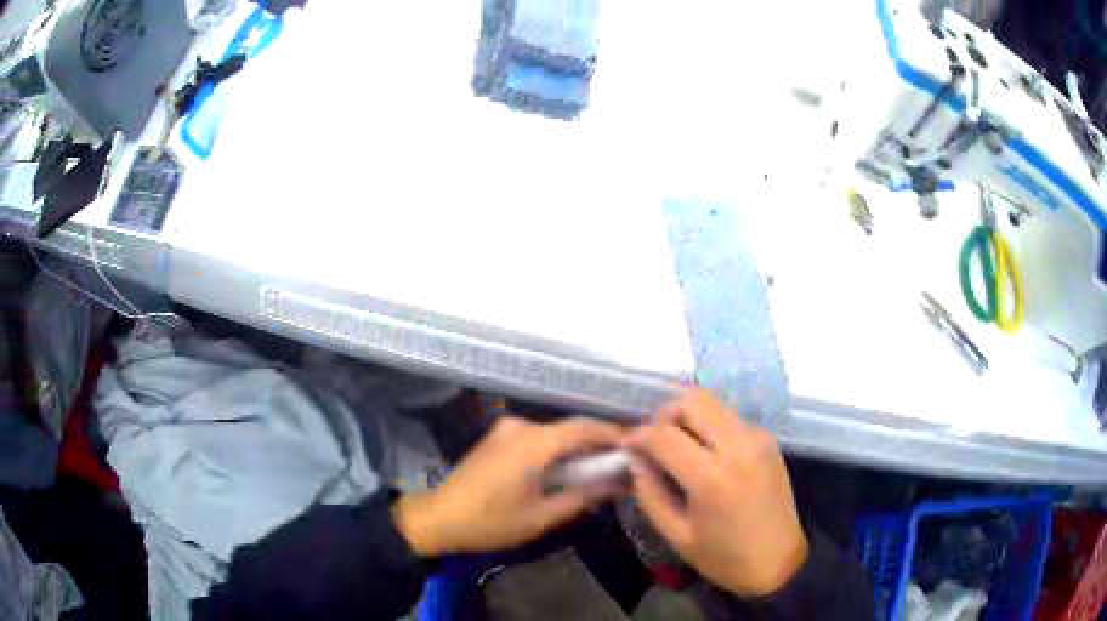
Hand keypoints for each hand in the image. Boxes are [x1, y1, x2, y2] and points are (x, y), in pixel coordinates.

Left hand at [395, 416, 624, 555]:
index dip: (614, 434)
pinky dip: (557, 449)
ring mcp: (507, 429)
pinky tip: (567, 468)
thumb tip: (617, 485)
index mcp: (535, 442)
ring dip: (578, 446)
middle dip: (599, 441)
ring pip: (554, 433)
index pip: (586, 428)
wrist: (438, 516)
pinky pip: (537, 438)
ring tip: (600, 467)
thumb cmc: (491, 521)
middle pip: (571, 428)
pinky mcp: (497, 437)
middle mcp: (523, 426)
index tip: (638, 446)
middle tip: (624, 460)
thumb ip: (581, 497)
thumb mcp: (541, 516)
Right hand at [626, 390, 807, 596]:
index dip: (638, 436)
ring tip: (678, 446)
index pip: (664, 434)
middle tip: (655, 442)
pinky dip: (709, 425)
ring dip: (688, 416)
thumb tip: (636, 460)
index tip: (628, 447)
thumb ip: (650, 494)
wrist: (779, 561)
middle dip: (664, 415)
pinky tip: (705, 453)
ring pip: (712, 401)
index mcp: (712, 477)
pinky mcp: (768, 438)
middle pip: (691, 400)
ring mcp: (757, 437)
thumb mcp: (677, 535)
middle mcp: (738, 446)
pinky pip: (729, 416)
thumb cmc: (724, 557)